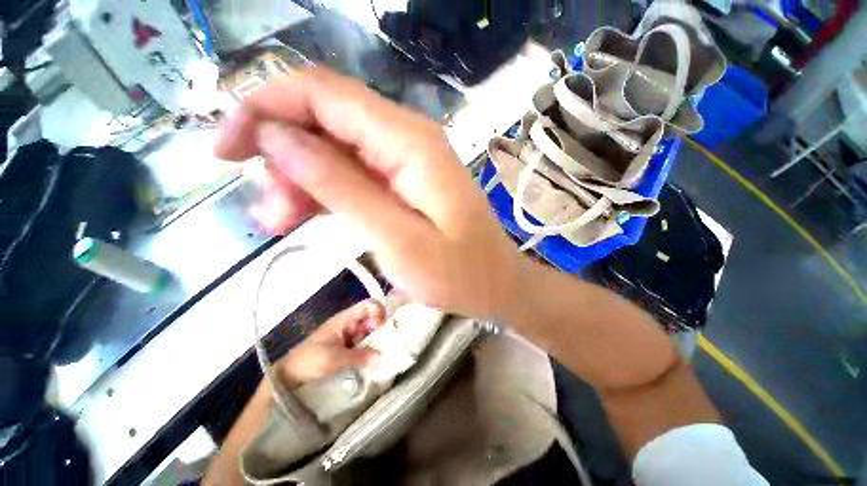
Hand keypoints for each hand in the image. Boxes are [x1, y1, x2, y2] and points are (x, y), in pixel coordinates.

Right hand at [215, 67, 523, 319]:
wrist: (495, 284)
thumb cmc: (459, 273)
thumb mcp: (397, 239)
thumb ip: (341, 187)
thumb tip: (278, 138)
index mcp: (409, 143)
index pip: (322, 94)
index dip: (264, 108)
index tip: (225, 150)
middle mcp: (407, 139)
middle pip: (324, 118)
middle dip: (281, 154)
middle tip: (266, 211)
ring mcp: (406, 161)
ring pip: (334, 149)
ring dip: (299, 179)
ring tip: (282, 222)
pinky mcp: (404, 183)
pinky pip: (353, 173)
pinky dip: (323, 190)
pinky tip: (307, 216)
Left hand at [277, 299, 383, 386]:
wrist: (290, 375)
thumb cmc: (309, 360)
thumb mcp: (333, 358)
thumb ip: (358, 356)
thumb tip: (381, 356)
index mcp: (345, 318)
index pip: (368, 305)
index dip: (378, 311)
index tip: (382, 327)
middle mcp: (351, 323)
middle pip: (372, 318)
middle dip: (381, 328)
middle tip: (387, 344)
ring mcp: (351, 336)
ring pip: (371, 332)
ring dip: (378, 340)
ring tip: (384, 353)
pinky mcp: (350, 347)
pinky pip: (366, 344)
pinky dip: (372, 350)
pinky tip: (376, 359)